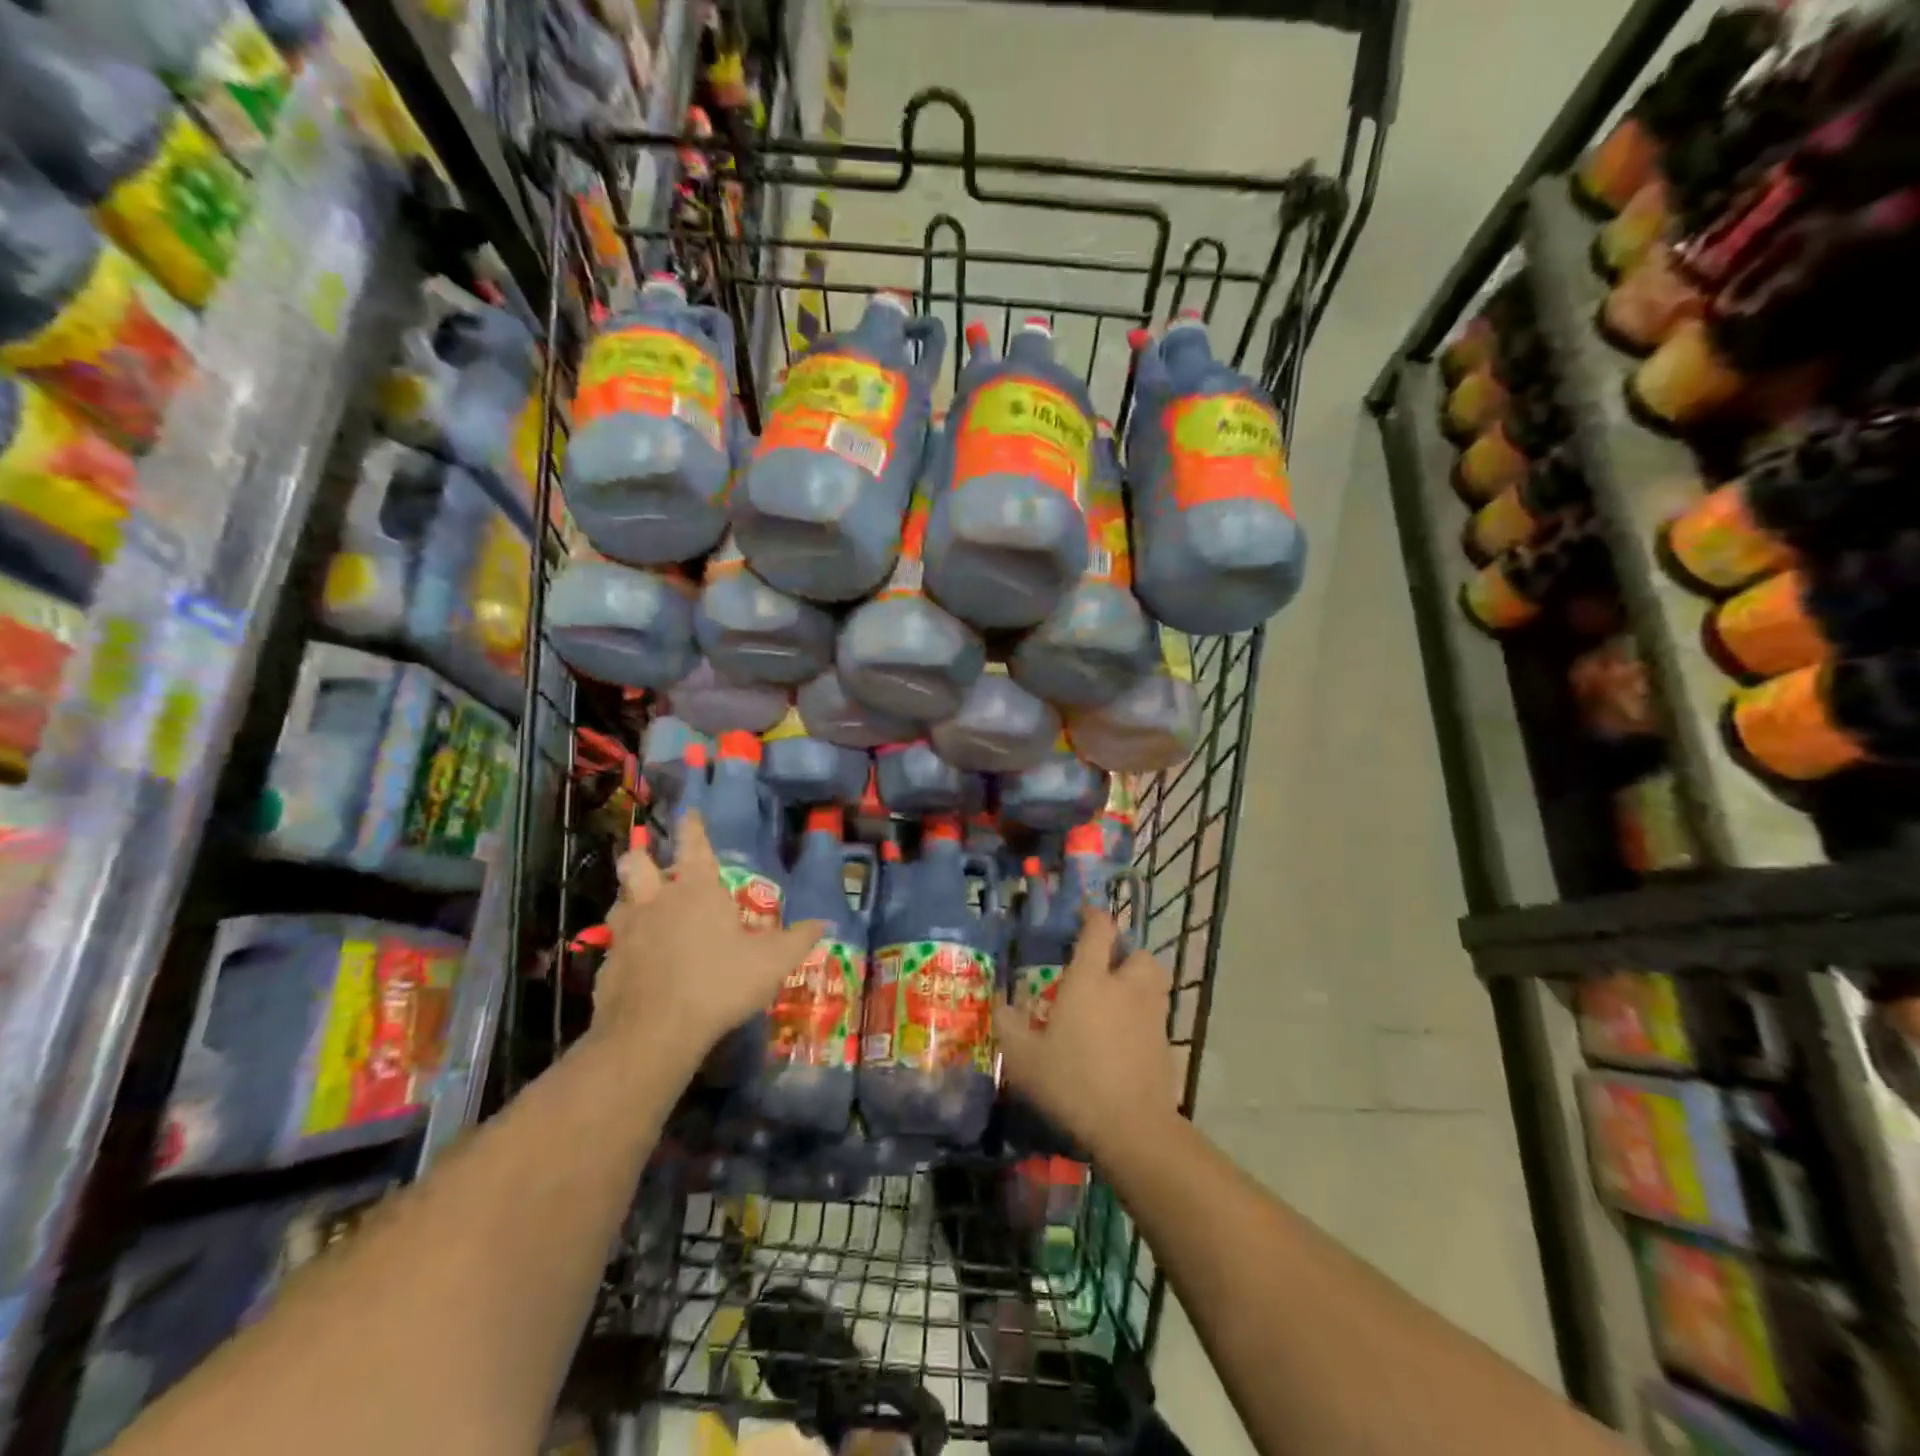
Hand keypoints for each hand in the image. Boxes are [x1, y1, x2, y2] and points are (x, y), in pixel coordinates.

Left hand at [592, 813, 826, 1069]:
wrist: (654, 1032)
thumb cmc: (719, 983)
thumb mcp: (772, 963)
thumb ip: (797, 940)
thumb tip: (823, 924)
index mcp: (697, 890)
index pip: (694, 845)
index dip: (692, 826)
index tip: (688, 812)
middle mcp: (657, 901)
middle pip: (637, 863)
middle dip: (642, 857)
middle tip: (652, 864)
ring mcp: (626, 932)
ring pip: (619, 900)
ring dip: (629, 898)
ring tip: (642, 908)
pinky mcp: (607, 963)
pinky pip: (613, 942)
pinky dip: (624, 944)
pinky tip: (637, 960)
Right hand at [993, 908, 1179, 1154]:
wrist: (1131, 1126)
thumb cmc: (1071, 1082)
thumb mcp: (1023, 1058)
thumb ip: (1008, 1024)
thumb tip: (1000, 1002)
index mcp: (1090, 979)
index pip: (1099, 929)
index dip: (1092, 916)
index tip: (1081, 916)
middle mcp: (1125, 986)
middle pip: (1137, 951)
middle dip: (1123, 952)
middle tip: (1104, 966)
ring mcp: (1151, 1013)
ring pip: (1154, 978)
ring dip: (1139, 978)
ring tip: (1119, 996)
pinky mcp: (1166, 1041)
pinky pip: (1157, 1013)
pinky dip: (1145, 1014)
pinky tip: (1126, 1035)